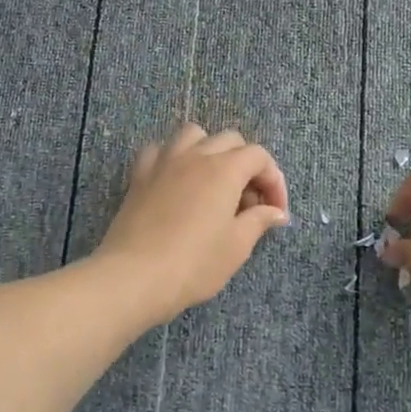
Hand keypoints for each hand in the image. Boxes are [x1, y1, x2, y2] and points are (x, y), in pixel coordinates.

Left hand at [94, 124, 289, 323]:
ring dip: (209, 150)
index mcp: (225, 169)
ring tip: (213, 180)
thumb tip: (276, 212)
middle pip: (230, 140)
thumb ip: (259, 221)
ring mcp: (164, 161)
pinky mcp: (140, 175)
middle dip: (246, 165)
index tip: (275, 211)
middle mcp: (196, 155)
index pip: (259, 157)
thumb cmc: (194, 263)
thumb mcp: (236, 246)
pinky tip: (176, 179)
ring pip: (193, 134)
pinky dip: (173, 158)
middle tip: (248, 202)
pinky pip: (159, 150)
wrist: (134, 276)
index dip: (274, 181)